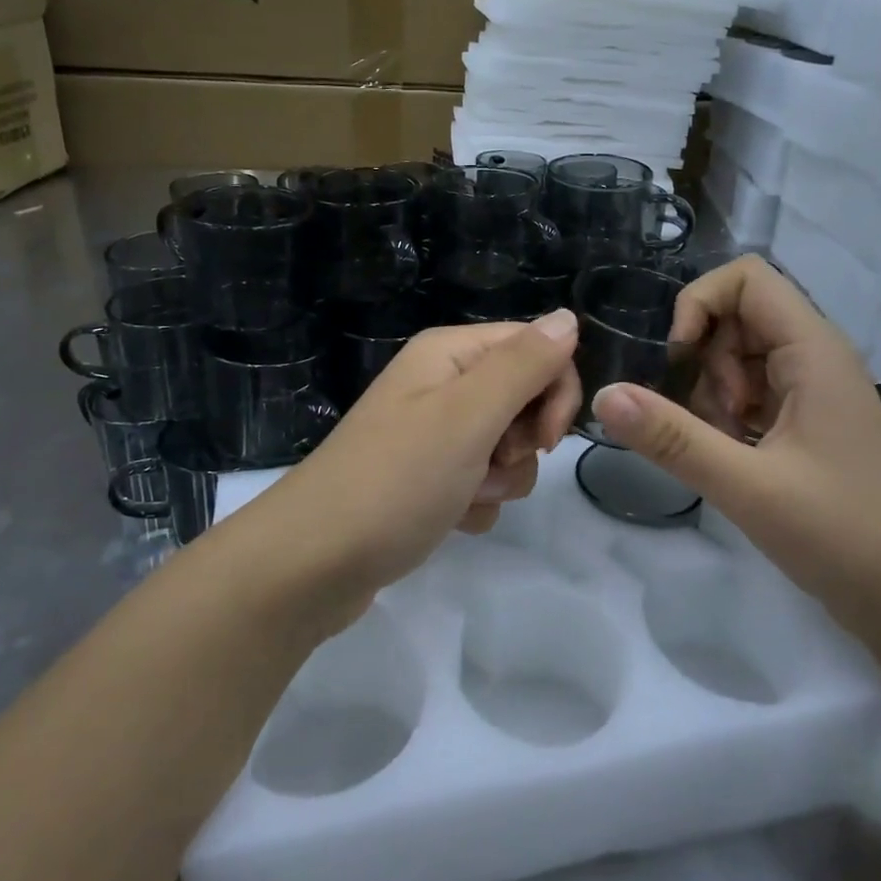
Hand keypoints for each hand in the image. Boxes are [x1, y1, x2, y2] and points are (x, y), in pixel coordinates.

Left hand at [247, 310, 580, 625]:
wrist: (313, 563)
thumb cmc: (395, 481)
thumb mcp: (467, 415)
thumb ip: (523, 365)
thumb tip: (568, 317)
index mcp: (449, 353)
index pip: (537, 348)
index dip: (554, 391)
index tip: (544, 439)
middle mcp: (442, 384)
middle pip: (525, 399)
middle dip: (523, 441)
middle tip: (491, 463)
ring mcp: (433, 434)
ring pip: (508, 447)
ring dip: (500, 479)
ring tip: (461, 497)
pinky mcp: (428, 479)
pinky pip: (482, 482)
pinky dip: (476, 503)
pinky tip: (449, 519)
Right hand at [589, 256, 880, 625]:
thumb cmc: (840, 532)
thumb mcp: (747, 485)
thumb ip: (673, 438)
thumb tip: (603, 395)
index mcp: (813, 350)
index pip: (747, 278)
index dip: (700, 304)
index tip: (679, 359)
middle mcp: (814, 356)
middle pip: (737, 317)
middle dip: (705, 361)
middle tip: (711, 420)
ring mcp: (811, 389)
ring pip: (738, 357)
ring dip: (714, 392)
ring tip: (725, 446)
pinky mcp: (805, 420)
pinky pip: (750, 391)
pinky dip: (728, 415)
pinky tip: (733, 458)